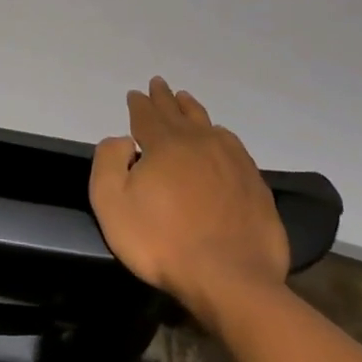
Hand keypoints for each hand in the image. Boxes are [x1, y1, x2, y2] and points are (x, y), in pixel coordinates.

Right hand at [89, 77, 288, 321]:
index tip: (135, 94)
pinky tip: (220, 136)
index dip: (139, 104)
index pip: (147, 116)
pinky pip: (233, 145)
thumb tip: (123, 140)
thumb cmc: (162, 242)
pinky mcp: (253, 183)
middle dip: (164, 98)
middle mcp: (199, 142)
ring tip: (185, 100)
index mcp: (164, 145)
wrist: (230, 278)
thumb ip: (108, 162)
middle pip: (177, 113)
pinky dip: (220, 134)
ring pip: (207, 124)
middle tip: (159, 84)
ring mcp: (231, 161)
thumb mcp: (112, 204)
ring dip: (192, 110)